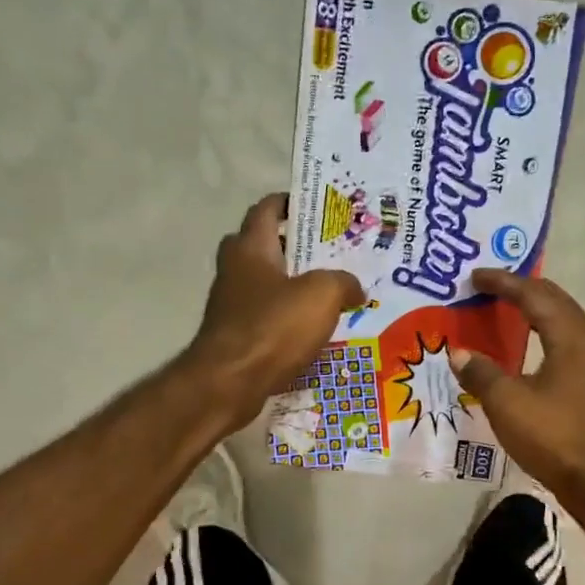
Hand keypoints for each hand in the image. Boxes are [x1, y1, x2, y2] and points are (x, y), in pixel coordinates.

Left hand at [188, 194, 363, 427]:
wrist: (230, 382)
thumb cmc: (273, 327)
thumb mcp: (322, 295)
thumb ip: (343, 282)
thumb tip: (355, 289)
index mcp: (251, 247)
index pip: (266, 208)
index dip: (290, 202)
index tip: (317, 207)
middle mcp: (235, 269)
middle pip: (262, 244)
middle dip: (292, 245)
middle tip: (327, 252)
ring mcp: (231, 303)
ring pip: (265, 282)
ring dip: (292, 284)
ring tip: (329, 292)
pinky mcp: (235, 334)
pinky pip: (265, 315)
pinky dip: (286, 316)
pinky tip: (313, 329)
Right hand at [448, 269, 584, 501]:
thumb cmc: (553, 436)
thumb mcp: (507, 404)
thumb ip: (482, 373)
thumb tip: (458, 353)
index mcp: (568, 340)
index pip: (535, 297)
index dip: (505, 283)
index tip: (477, 276)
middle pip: (557, 302)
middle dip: (525, 288)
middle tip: (495, 285)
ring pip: (565, 323)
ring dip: (538, 309)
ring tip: (511, 307)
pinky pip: (566, 344)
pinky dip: (544, 333)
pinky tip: (529, 349)